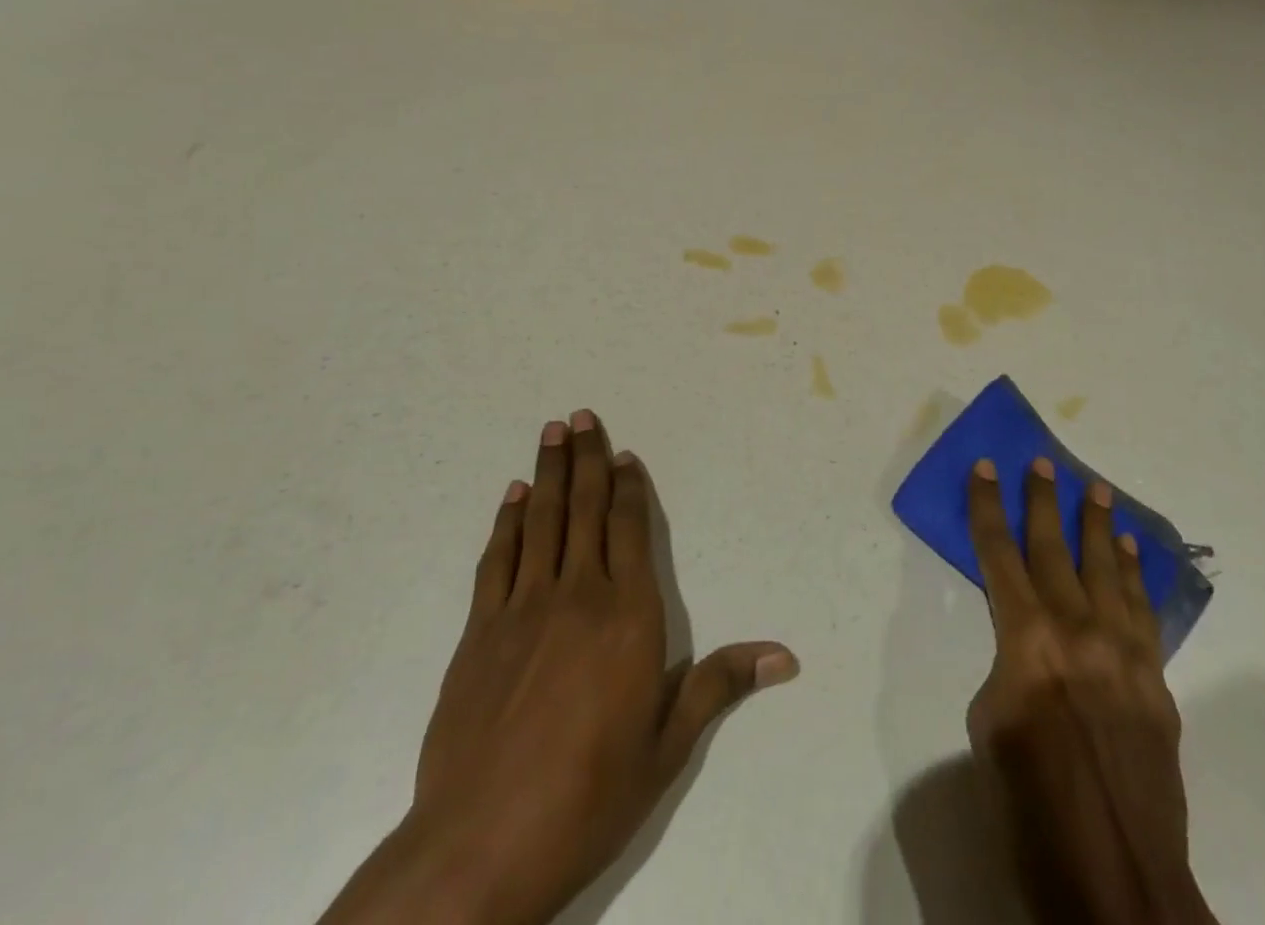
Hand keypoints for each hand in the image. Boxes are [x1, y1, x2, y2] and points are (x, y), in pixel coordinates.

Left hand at [319, 409, 798, 924]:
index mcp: (628, 616)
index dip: (628, 488)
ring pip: (540, 522)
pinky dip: (506, 523)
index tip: (624, 454)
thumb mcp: (666, 747)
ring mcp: (522, 610)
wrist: (479, 848)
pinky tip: (511, 498)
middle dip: (585, 459)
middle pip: (583, 510)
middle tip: (581, 416)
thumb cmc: (588, 796)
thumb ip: (719, 684)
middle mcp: (577, 596)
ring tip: (550, 433)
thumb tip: (786, 655)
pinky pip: (497, 560)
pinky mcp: (479, 632)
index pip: (630, 530)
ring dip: (546, 474)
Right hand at [966, 457, 1215, 924]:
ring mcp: (1124, 653)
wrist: (1117, 881)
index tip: (986, 466)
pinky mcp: (1155, 681)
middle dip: (1044, 500)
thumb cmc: (1031, 808)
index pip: (998, 555)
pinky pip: (1144, 611)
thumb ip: (1008, 669)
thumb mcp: (989, 728)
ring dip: (1098, 526)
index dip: (989, 507)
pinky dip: (1136, 575)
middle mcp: (1077, 632)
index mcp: (1026, 642)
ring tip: (1096, 488)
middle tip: (1042, 462)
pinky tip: (1131, 551)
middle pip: (1055, 549)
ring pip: (1107, 570)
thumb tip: (1029, 654)